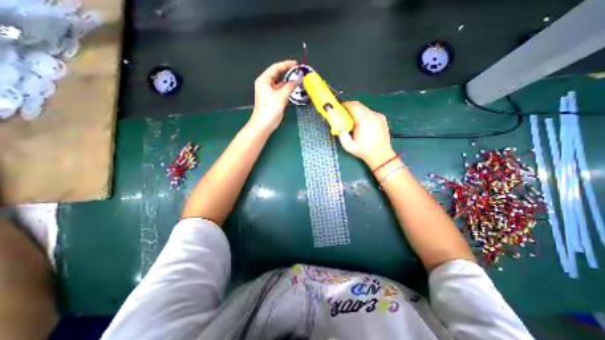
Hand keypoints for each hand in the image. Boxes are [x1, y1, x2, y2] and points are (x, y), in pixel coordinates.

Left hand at [250, 60, 298, 131]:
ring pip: (281, 84)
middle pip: (278, 75)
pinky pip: (282, 91)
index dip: (286, 65)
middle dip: (288, 73)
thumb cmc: (269, 108)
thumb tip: (298, 78)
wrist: (264, 124)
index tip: (296, 64)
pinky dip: (288, 89)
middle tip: (299, 72)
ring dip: (289, 82)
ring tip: (299, 80)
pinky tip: (295, 89)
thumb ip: (290, 86)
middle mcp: (266, 84)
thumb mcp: (281, 96)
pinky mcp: (274, 99)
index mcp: (264, 80)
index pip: (276, 68)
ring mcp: (270, 92)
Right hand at [339, 101, 394, 168]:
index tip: (340, 108)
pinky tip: (363, 124)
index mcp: (363, 121)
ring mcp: (378, 116)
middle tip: (344, 114)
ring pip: (365, 108)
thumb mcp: (348, 146)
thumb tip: (337, 124)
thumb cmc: (363, 151)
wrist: (381, 155)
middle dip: (350, 107)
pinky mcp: (382, 118)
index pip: (353, 106)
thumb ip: (341, 134)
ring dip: (357, 111)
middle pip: (359, 105)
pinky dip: (364, 115)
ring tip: (353, 121)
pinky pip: (370, 112)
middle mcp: (372, 116)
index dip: (345, 105)